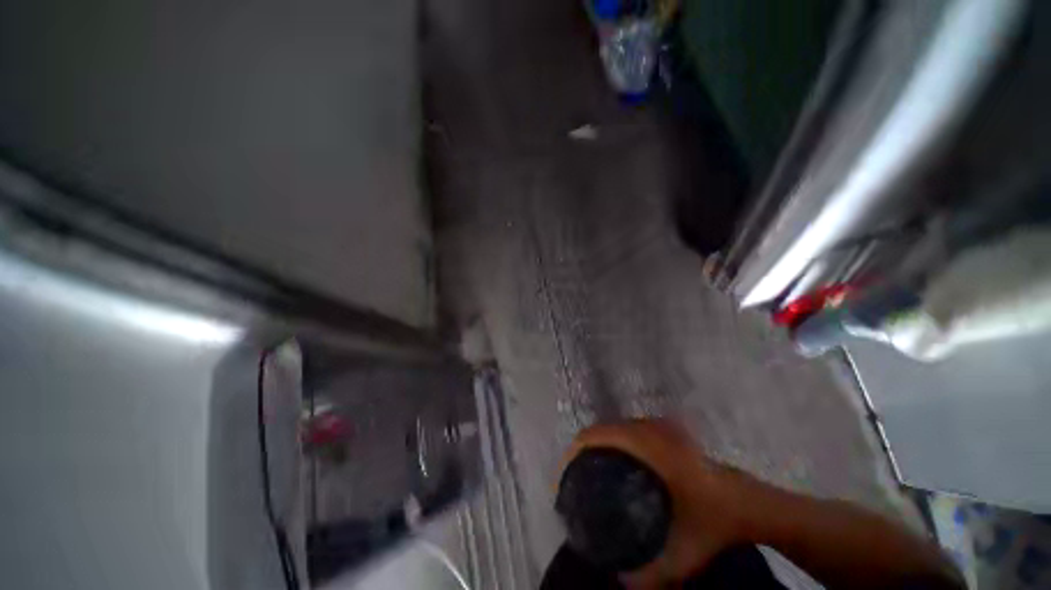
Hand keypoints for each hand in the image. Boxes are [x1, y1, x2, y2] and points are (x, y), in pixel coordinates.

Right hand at [562, 419, 758, 588]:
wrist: (752, 503)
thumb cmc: (716, 522)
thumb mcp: (683, 554)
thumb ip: (651, 575)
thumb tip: (615, 580)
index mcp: (646, 446)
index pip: (595, 435)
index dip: (574, 451)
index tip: (563, 475)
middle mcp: (646, 429)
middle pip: (600, 430)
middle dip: (581, 451)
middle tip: (573, 480)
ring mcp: (657, 428)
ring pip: (614, 429)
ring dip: (597, 446)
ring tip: (588, 473)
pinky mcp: (664, 433)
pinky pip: (627, 432)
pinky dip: (614, 444)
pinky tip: (615, 466)